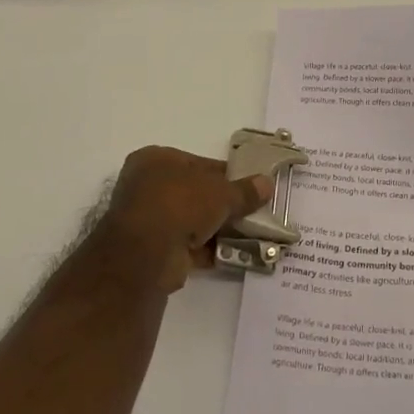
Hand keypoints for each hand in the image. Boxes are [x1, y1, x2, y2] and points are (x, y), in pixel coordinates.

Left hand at [95, 146, 273, 291]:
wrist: (146, 253)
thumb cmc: (180, 204)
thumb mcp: (221, 193)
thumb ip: (244, 190)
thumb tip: (267, 183)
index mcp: (156, 159)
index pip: (198, 163)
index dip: (226, 175)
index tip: (249, 186)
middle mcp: (146, 185)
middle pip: (194, 193)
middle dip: (222, 205)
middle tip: (251, 212)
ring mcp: (147, 219)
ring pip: (190, 220)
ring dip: (215, 229)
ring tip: (248, 235)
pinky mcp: (150, 249)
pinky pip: (185, 245)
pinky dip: (206, 249)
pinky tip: (232, 254)